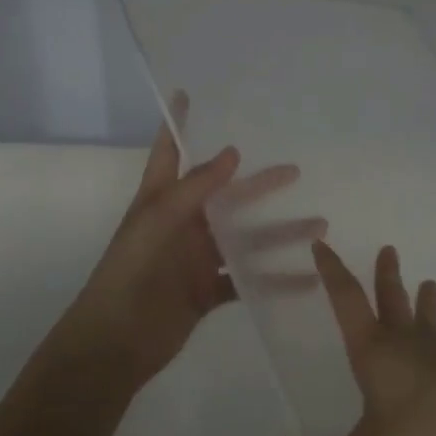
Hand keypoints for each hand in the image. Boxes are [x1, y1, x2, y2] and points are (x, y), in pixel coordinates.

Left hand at [63, 115, 318, 388]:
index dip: (176, 122)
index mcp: (161, 199)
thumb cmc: (131, 273)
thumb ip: (196, 188)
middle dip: (259, 184)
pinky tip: (307, 278)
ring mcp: (197, 258)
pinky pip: (248, 280)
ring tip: (319, 227)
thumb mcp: (159, 222)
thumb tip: (232, 153)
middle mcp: (182, 223)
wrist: (116, 342)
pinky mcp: (208, 291)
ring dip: (279, 233)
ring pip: (245, 239)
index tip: (187, 93)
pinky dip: (275, 279)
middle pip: (226, 196)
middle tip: (295, 170)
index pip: (169, 151)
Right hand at [270, 242, 435, 435]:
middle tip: (388, 249)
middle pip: (391, 301)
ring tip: (429, 283)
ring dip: (420, 300)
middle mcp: (407, 345)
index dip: (331, 271)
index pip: (347, 300)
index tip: (321, 244)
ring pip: (424, 320)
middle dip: (384, 276)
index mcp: (376, 353)